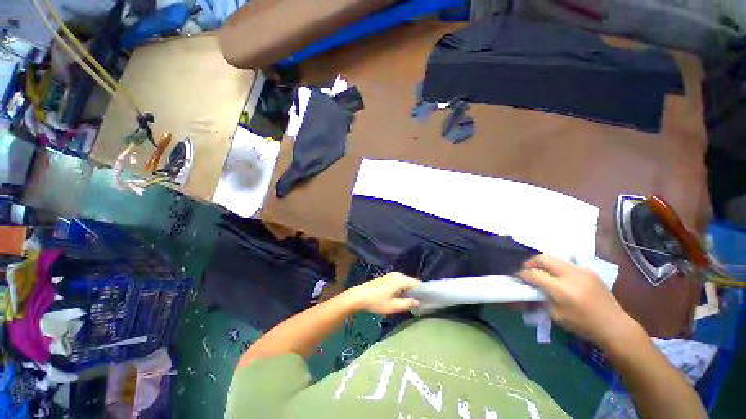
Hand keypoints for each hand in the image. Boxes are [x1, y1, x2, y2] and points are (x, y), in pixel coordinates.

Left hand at [344, 272, 420, 314]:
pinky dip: (402, 288)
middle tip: (417, 303)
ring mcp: (391, 275)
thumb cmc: (376, 302)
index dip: (422, 291)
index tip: (425, 301)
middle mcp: (397, 275)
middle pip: (411, 281)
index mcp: (400, 279)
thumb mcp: (392, 306)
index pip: (417, 283)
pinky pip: (400, 282)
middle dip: (415, 291)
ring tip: (409, 302)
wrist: (359, 296)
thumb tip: (418, 301)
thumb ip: (407, 303)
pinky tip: (400, 297)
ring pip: (405, 282)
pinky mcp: (387, 277)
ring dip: (408, 290)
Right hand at [518, 255, 638, 348]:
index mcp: (561, 289)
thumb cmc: (583, 325)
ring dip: (544, 263)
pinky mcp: (589, 270)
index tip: (517, 276)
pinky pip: (567, 263)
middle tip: (526, 269)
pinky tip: (559, 276)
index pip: (534, 274)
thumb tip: (531, 288)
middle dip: (531, 262)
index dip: (522, 274)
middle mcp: (571, 275)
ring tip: (541, 271)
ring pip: (555, 258)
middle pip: (543, 258)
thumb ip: (542, 298)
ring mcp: (582, 270)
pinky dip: (558, 267)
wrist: (614, 325)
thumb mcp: (556, 315)